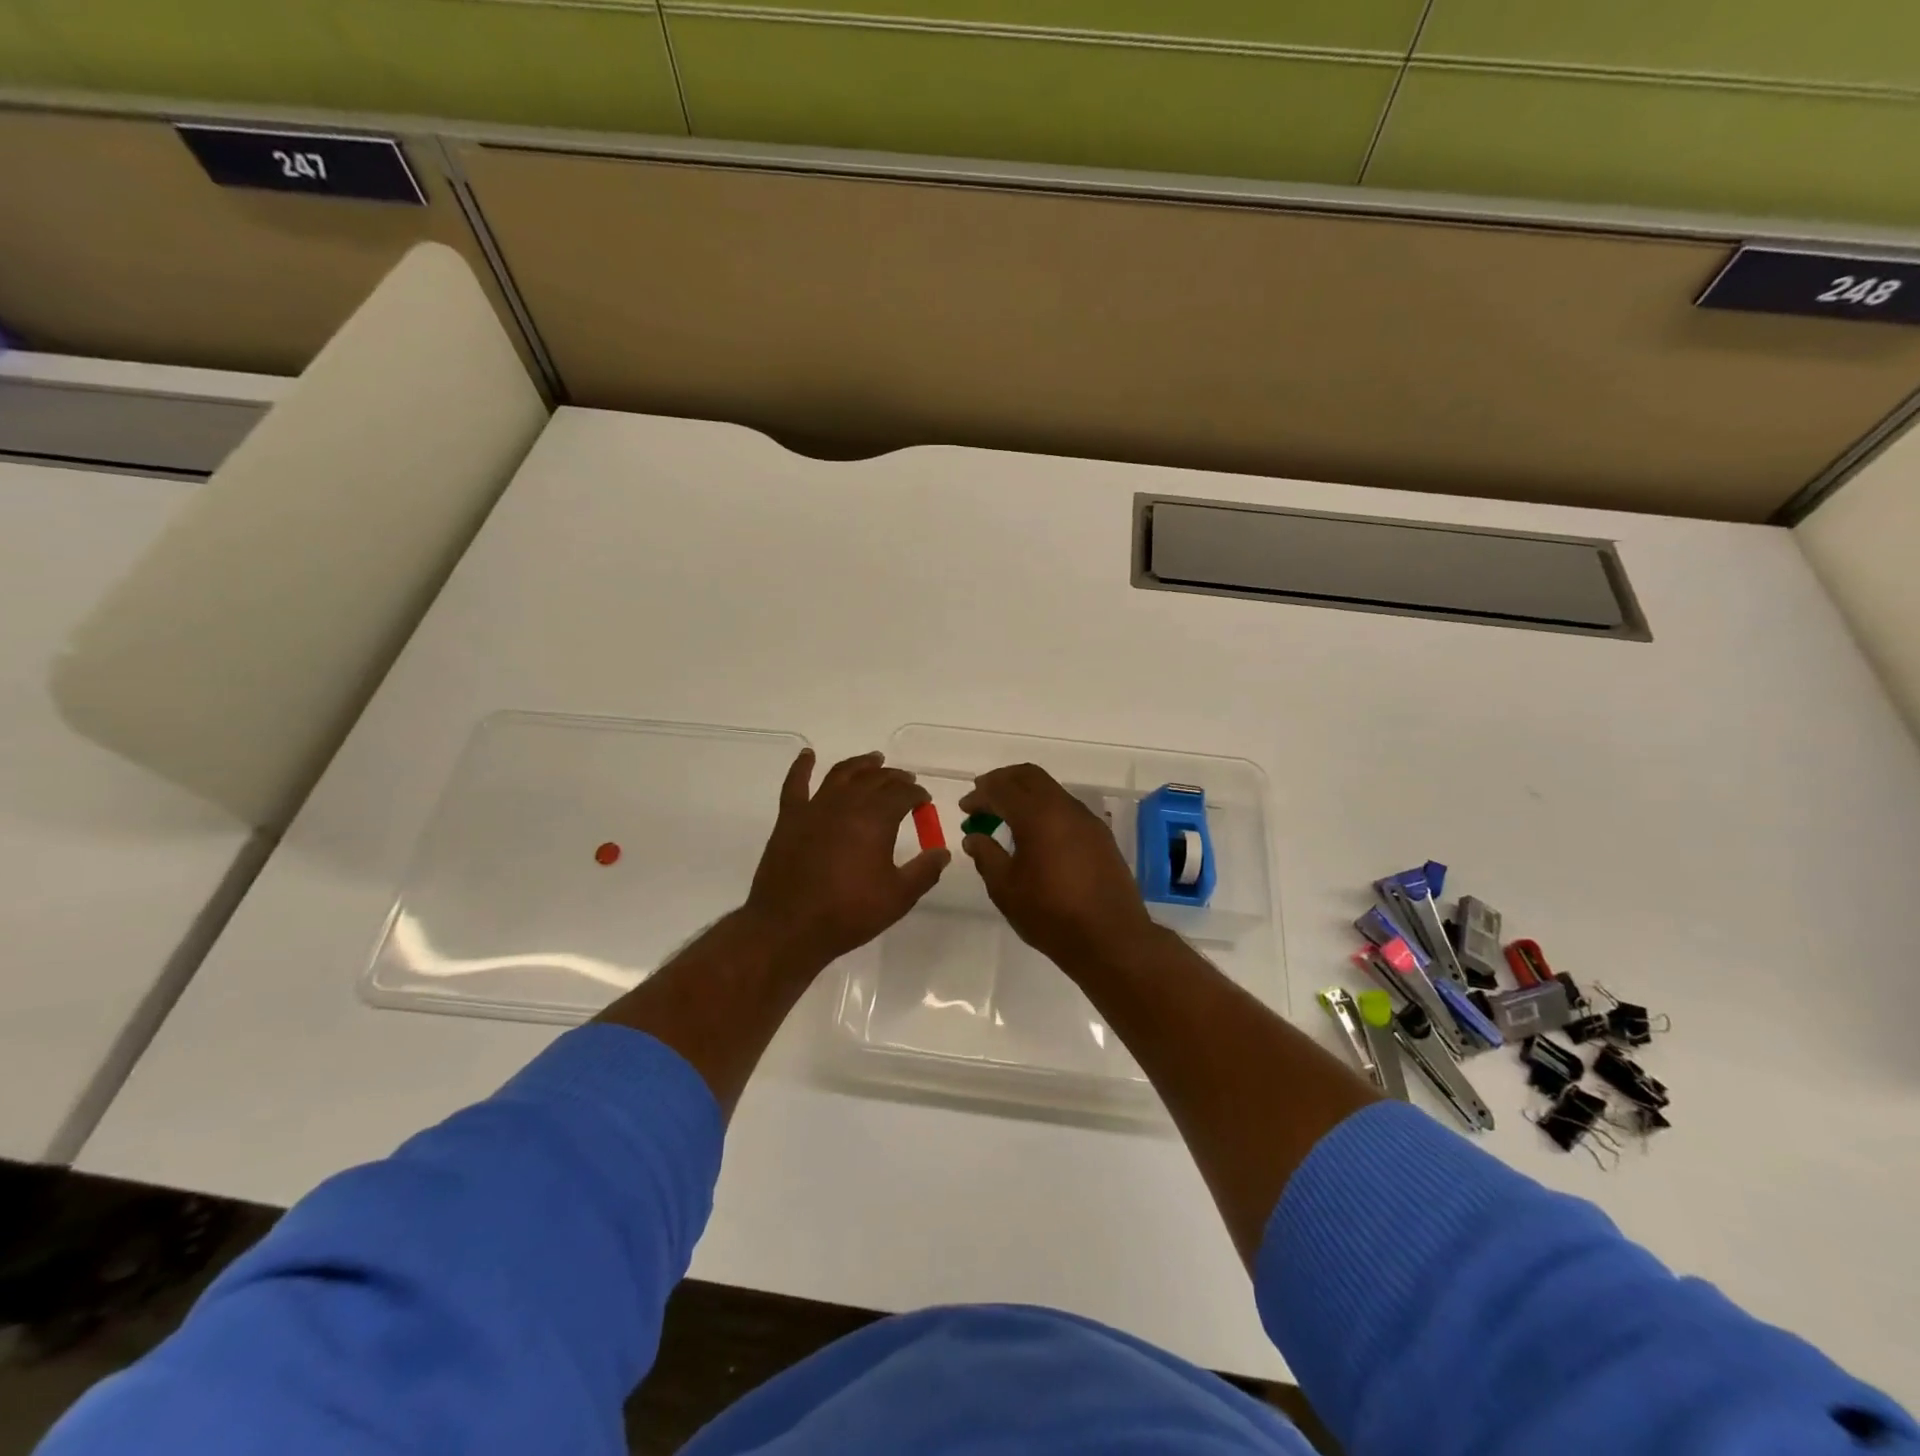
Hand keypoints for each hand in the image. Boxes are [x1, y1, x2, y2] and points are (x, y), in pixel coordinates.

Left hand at [743, 749, 948, 971]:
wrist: (789, 927)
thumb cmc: (849, 913)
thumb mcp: (898, 897)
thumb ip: (925, 871)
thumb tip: (943, 851)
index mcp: (876, 819)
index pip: (903, 794)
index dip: (917, 795)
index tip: (924, 801)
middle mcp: (847, 803)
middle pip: (875, 779)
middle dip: (895, 777)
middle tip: (905, 781)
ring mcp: (815, 807)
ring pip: (841, 774)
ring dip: (861, 764)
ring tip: (874, 759)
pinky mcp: (789, 818)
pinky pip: (795, 784)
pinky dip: (801, 766)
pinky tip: (808, 755)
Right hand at [960, 763, 1161, 974]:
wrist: (1112, 939)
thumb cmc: (1051, 914)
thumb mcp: (1006, 888)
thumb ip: (986, 856)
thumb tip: (974, 837)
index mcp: (1037, 815)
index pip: (1002, 788)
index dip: (979, 794)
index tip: (965, 808)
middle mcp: (1065, 808)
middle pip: (1029, 776)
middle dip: (1002, 782)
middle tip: (983, 798)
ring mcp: (1087, 820)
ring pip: (1051, 790)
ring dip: (1025, 795)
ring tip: (1005, 818)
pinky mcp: (1100, 836)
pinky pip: (1066, 808)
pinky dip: (1044, 810)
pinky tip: (1035, 835)